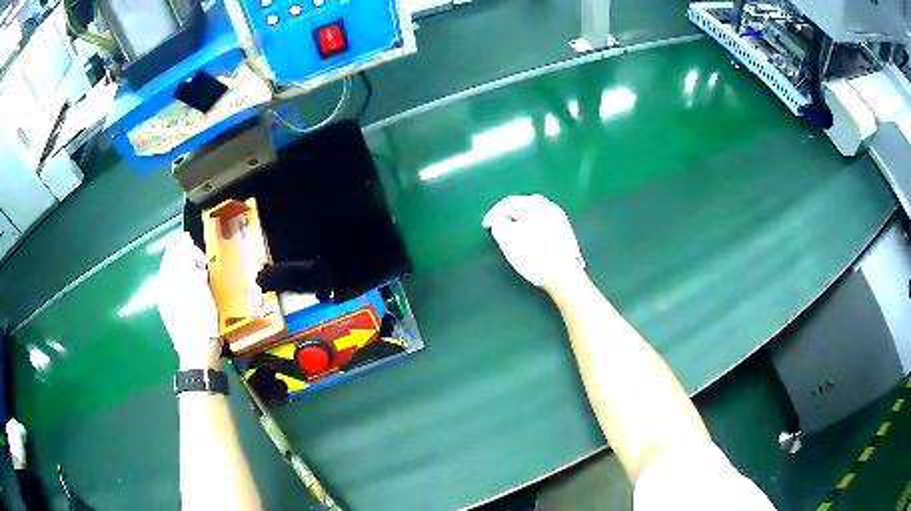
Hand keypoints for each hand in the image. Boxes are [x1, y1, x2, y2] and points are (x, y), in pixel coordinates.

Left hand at [156, 232, 221, 369]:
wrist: (198, 351)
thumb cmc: (199, 316)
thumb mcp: (195, 281)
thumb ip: (187, 257)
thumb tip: (183, 238)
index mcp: (165, 278)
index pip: (174, 250)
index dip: (190, 251)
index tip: (203, 263)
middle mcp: (161, 287)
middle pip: (175, 264)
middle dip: (190, 265)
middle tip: (204, 276)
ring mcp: (166, 302)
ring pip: (178, 278)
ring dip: (192, 278)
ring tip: (203, 289)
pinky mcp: (173, 314)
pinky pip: (180, 292)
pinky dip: (189, 291)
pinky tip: (198, 301)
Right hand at [482, 194, 584, 286]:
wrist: (563, 273)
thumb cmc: (532, 255)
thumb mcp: (507, 239)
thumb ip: (498, 223)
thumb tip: (499, 218)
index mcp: (531, 204)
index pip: (506, 203)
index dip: (493, 214)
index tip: (486, 227)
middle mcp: (546, 204)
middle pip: (521, 204)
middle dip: (508, 214)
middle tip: (498, 226)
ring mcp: (558, 215)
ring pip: (534, 211)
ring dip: (521, 218)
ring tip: (513, 230)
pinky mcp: (565, 228)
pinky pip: (543, 219)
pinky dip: (533, 223)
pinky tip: (531, 235)